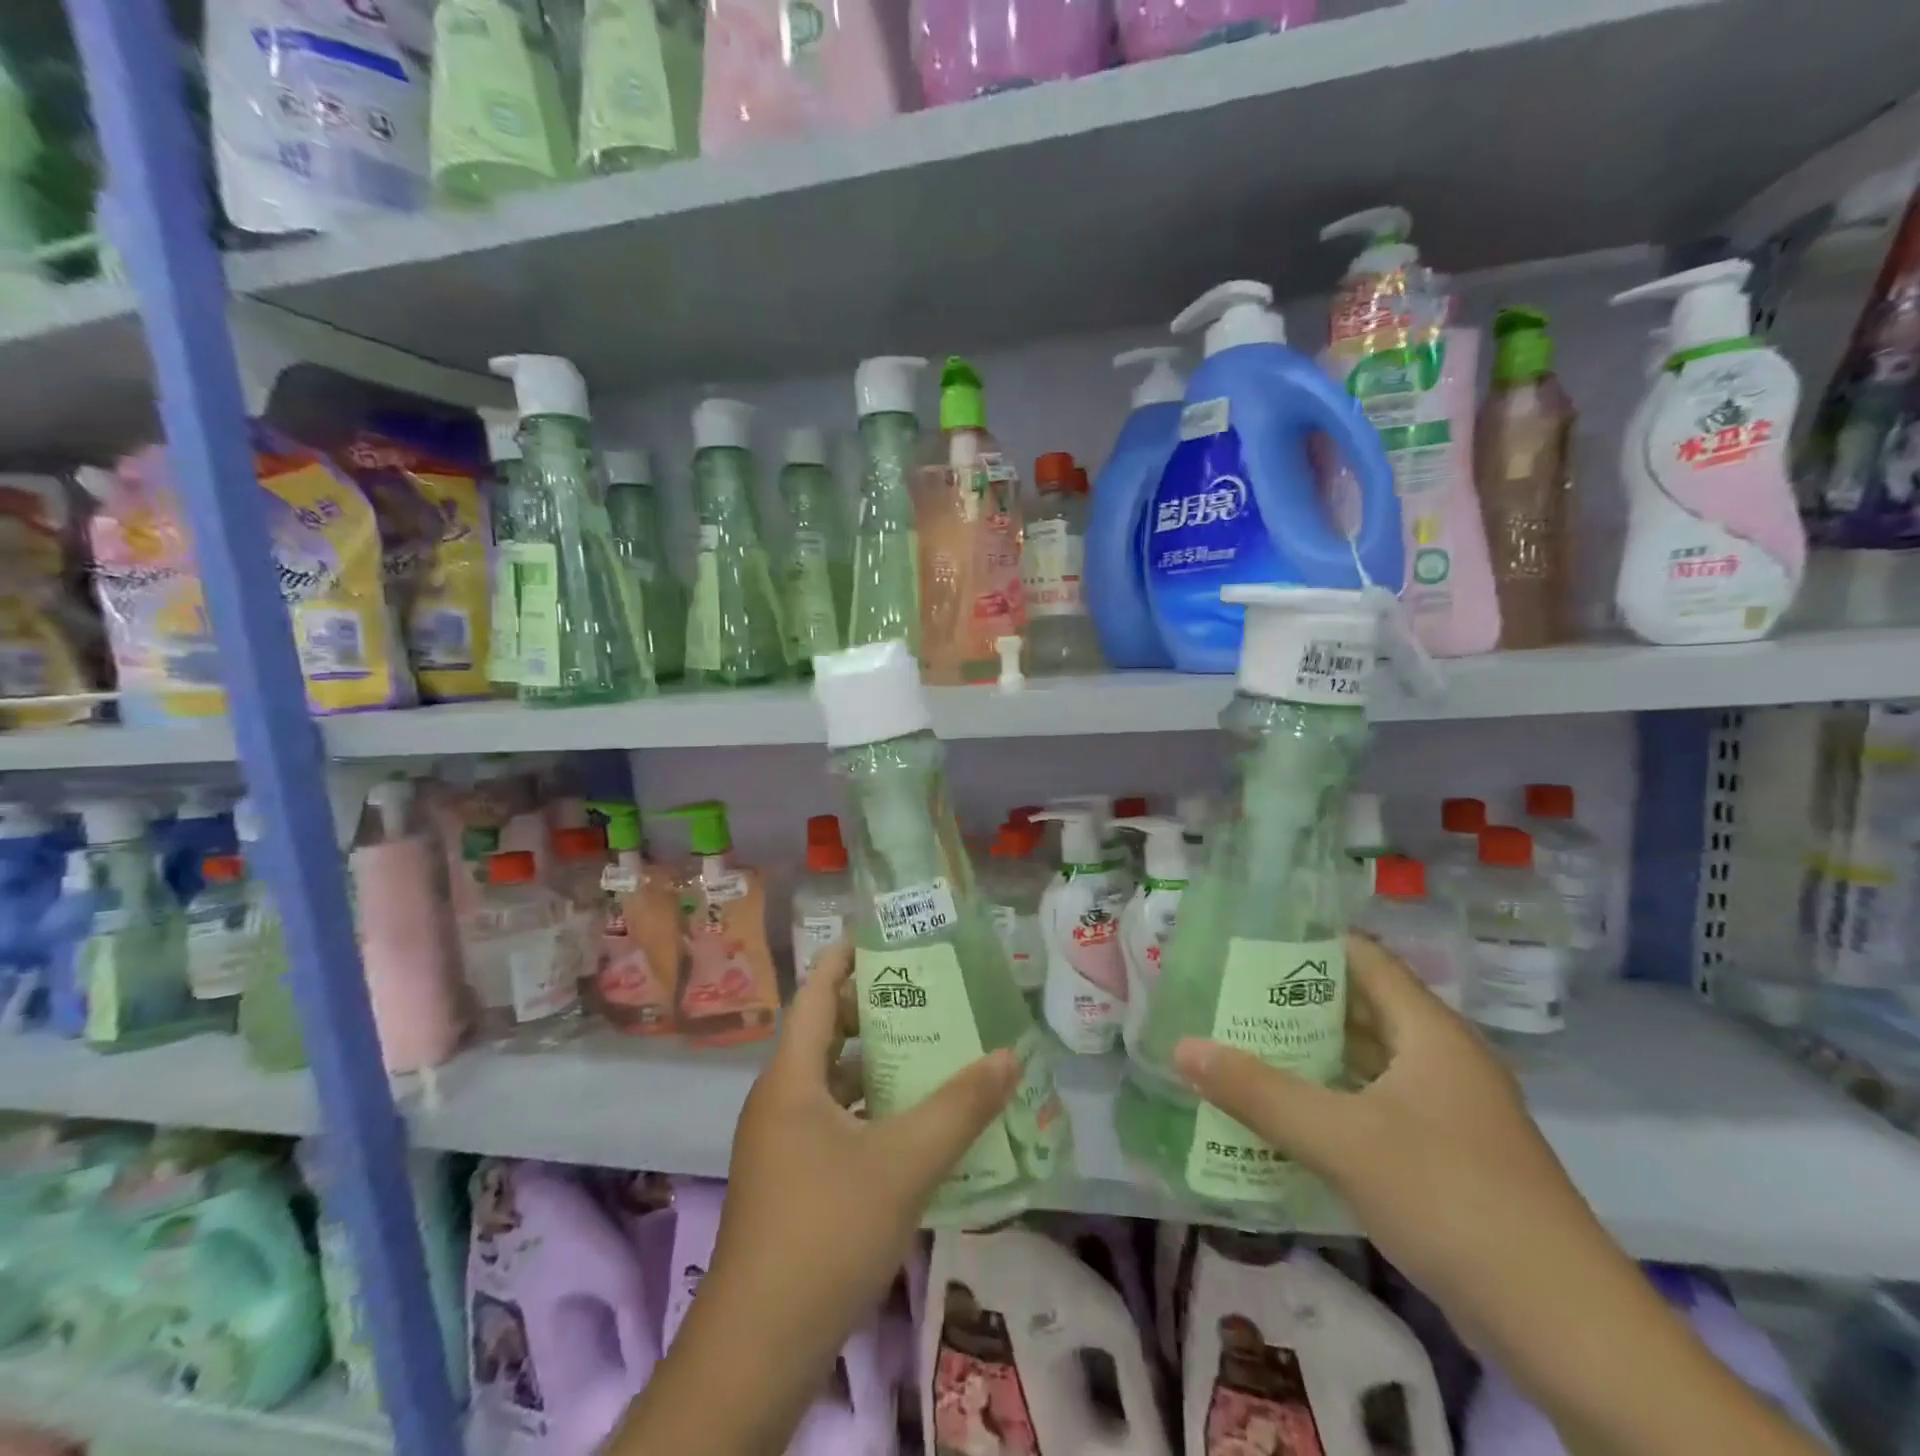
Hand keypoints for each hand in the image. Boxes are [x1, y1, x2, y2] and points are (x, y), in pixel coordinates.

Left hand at [616, 945, 1019, 1455]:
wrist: (759, 1349)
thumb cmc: (825, 1233)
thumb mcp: (903, 1163)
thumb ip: (959, 1108)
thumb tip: (1008, 1056)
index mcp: (791, 1079)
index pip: (816, 994)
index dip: (845, 958)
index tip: (887, 937)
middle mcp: (779, 1101)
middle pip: (827, 1035)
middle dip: (875, 1011)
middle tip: (929, 995)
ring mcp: (781, 1145)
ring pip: (832, 1083)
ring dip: (877, 1066)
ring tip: (932, 1052)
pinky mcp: (790, 1183)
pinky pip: (834, 1122)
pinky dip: (870, 1110)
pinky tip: (913, 1126)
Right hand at [1172, 932, 1599, 1311]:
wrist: (1569, 1333)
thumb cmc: (1452, 1201)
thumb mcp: (1342, 1140)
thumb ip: (1258, 1092)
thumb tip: (1182, 1047)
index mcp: (1429, 1032)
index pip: (1362, 957)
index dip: (1305, 944)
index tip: (1242, 944)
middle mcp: (1440, 1059)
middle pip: (1357, 1009)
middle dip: (1291, 1004)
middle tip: (1224, 998)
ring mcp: (1447, 1112)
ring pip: (1363, 1063)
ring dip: (1306, 1058)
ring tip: (1237, 1048)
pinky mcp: (1446, 1158)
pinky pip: (1372, 1109)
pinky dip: (1328, 1104)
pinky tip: (1281, 1117)